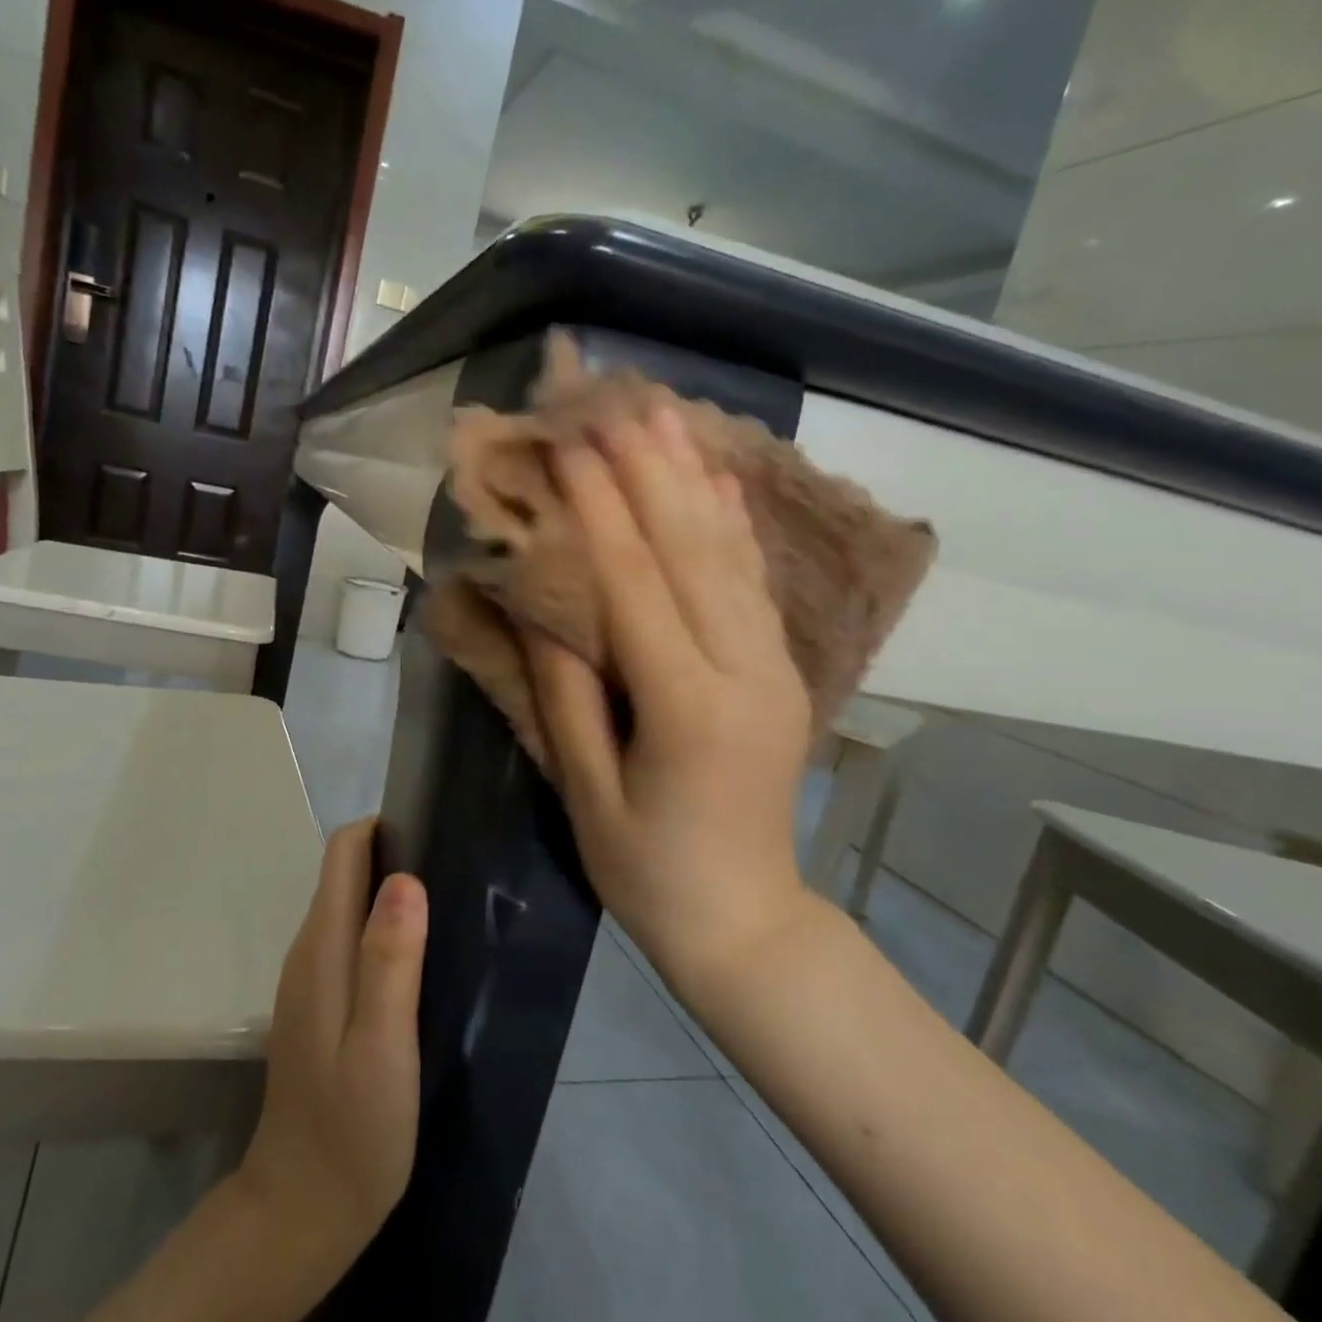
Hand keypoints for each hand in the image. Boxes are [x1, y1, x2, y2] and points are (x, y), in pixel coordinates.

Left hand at [236, 818, 427, 1271]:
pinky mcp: (319, 1004)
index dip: (383, 828)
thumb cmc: (352, 1130)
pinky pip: (350, 939)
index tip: (434, 832)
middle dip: (394, 854)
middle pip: (345, 871)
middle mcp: (310, 950)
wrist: (302, 1211)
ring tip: (448, 906)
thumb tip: (405, 879)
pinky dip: (382, 927)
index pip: (342, 852)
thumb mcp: (382, 1043)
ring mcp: (310, 978)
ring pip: (349, 904)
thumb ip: (390, 959)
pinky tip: (420, 957)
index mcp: (323, 948)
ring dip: (390, 891)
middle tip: (456, 870)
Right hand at [523, 405, 814, 987]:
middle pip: (691, 551)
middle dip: (649, 470)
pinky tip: (716, 476)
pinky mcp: (780, 670)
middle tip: (615, 401)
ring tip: (663, 413)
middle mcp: (743, 672)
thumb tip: (541, 605)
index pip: (637, 585)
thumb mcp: (586, 793)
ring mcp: (773, 667)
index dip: (600, 509)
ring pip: (729, 554)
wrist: (746, 920)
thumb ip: (566, 693)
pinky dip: (732, 522)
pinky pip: (752, 582)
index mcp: (688, 709)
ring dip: (692, 478)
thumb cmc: (647, 871)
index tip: (570, 444)